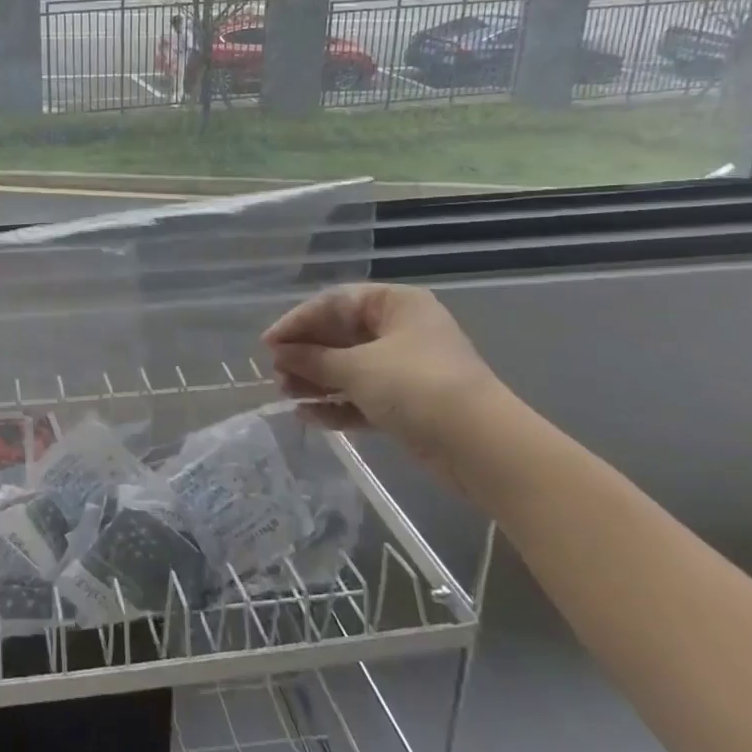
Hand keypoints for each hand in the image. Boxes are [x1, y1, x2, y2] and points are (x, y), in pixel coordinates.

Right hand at [262, 283, 524, 490]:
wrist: (483, 448)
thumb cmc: (417, 387)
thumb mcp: (357, 368)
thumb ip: (313, 359)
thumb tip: (279, 353)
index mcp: (394, 305)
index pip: (334, 303)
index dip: (297, 322)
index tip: (268, 344)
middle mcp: (400, 330)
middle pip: (339, 336)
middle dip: (305, 356)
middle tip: (275, 373)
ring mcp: (404, 369)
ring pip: (348, 368)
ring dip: (316, 381)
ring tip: (285, 395)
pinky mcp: (406, 404)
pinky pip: (361, 397)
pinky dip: (336, 404)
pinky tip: (308, 415)